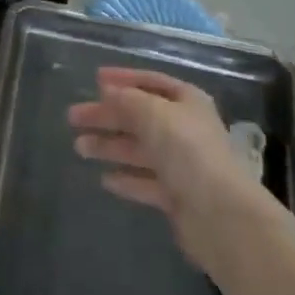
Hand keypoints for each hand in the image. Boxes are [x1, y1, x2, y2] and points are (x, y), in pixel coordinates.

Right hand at [67, 68, 262, 268]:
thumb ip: (127, 100)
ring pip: (139, 150)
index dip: (124, 79)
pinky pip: (145, 182)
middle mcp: (186, 130)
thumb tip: (108, 91)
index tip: (95, 80)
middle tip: (73, 117)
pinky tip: (105, 179)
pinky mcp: (177, 197)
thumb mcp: (153, 113)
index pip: (152, 82)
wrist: (220, 215)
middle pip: (140, 117)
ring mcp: (183, 165)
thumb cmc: (187, 151)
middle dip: (107, 116)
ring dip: (110, 146)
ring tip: (79, 147)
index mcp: (187, 102)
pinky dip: (126, 179)